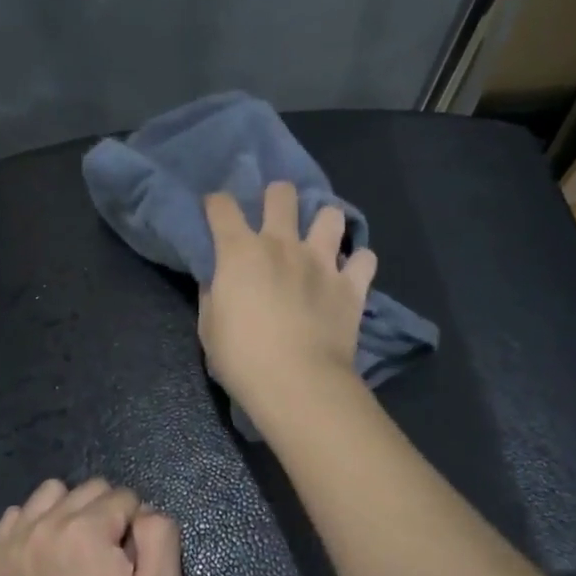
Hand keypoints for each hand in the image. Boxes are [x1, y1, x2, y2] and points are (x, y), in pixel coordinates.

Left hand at [0, 478, 183, 575]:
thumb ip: (160, 535)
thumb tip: (144, 511)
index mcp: (87, 530)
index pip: (125, 497)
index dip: (136, 526)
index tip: (131, 562)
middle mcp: (47, 524)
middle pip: (90, 489)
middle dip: (106, 514)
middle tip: (108, 558)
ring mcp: (16, 540)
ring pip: (52, 492)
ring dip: (71, 510)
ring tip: (77, 548)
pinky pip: (18, 514)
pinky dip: (36, 523)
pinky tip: (48, 552)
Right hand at [200, 181, 376, 412]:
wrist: (297, 382)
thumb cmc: (242, 358)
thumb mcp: (210, 328)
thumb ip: (214, 295)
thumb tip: (219, 280)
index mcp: (240, 252)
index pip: (222, 207)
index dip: (216, 204)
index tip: (215, 211)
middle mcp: (282, 245)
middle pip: (282, 194)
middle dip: (276, 196)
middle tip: (275, 215)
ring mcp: (322, 261)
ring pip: (331, 215)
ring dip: (324, 223)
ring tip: (320, 240)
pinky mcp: (351, 285)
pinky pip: (365, 259)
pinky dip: (358, 263)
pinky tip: (349, 273)